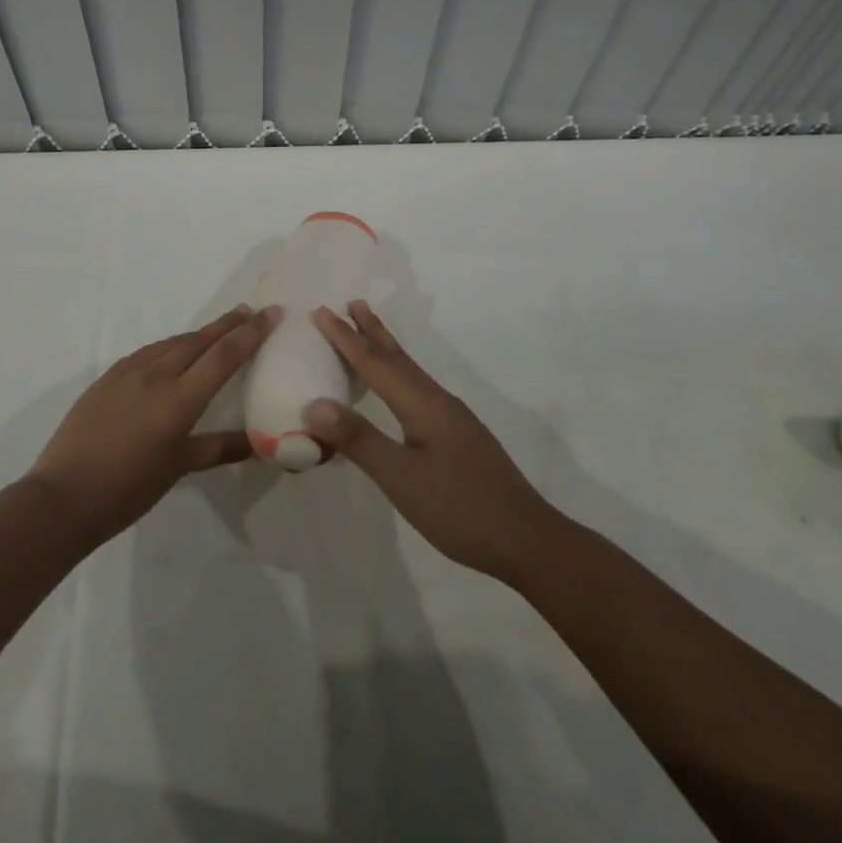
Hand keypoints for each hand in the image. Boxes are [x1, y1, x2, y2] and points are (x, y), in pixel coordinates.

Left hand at [26, 304, 278, 549]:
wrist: (62, 495)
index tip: (271, 312)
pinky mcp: (109, 376)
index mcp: (179, 398)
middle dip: (228, 324)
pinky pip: (149, 351)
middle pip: (200, 339)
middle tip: (251, 310)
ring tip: (219, 329)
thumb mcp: (178, 467)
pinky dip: (171, 345)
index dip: (251, 332)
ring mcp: (129, 372)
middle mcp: (156, 374)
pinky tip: (174, 351)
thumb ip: (219, 448)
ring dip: (200, 333)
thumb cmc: (128, 488)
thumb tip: (261, 444)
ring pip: (173, 342)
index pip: (224, 355)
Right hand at [304, 301, 564, 583]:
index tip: (320, 310)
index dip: (346, 337)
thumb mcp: (402, 479)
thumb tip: (315, 404)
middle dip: (371, 330)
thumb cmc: (460, 509)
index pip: (375, 363)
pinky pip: (417, 389)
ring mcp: (452, 419)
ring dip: (386, 349)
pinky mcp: (458, 436)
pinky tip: (397, 389)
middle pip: (398, 357)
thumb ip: (359, 440)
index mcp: (423, 405)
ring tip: (369, 330)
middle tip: (351, 302)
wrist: (526, 540)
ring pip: (410, 372)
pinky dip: (397, 374)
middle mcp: (438, 401)